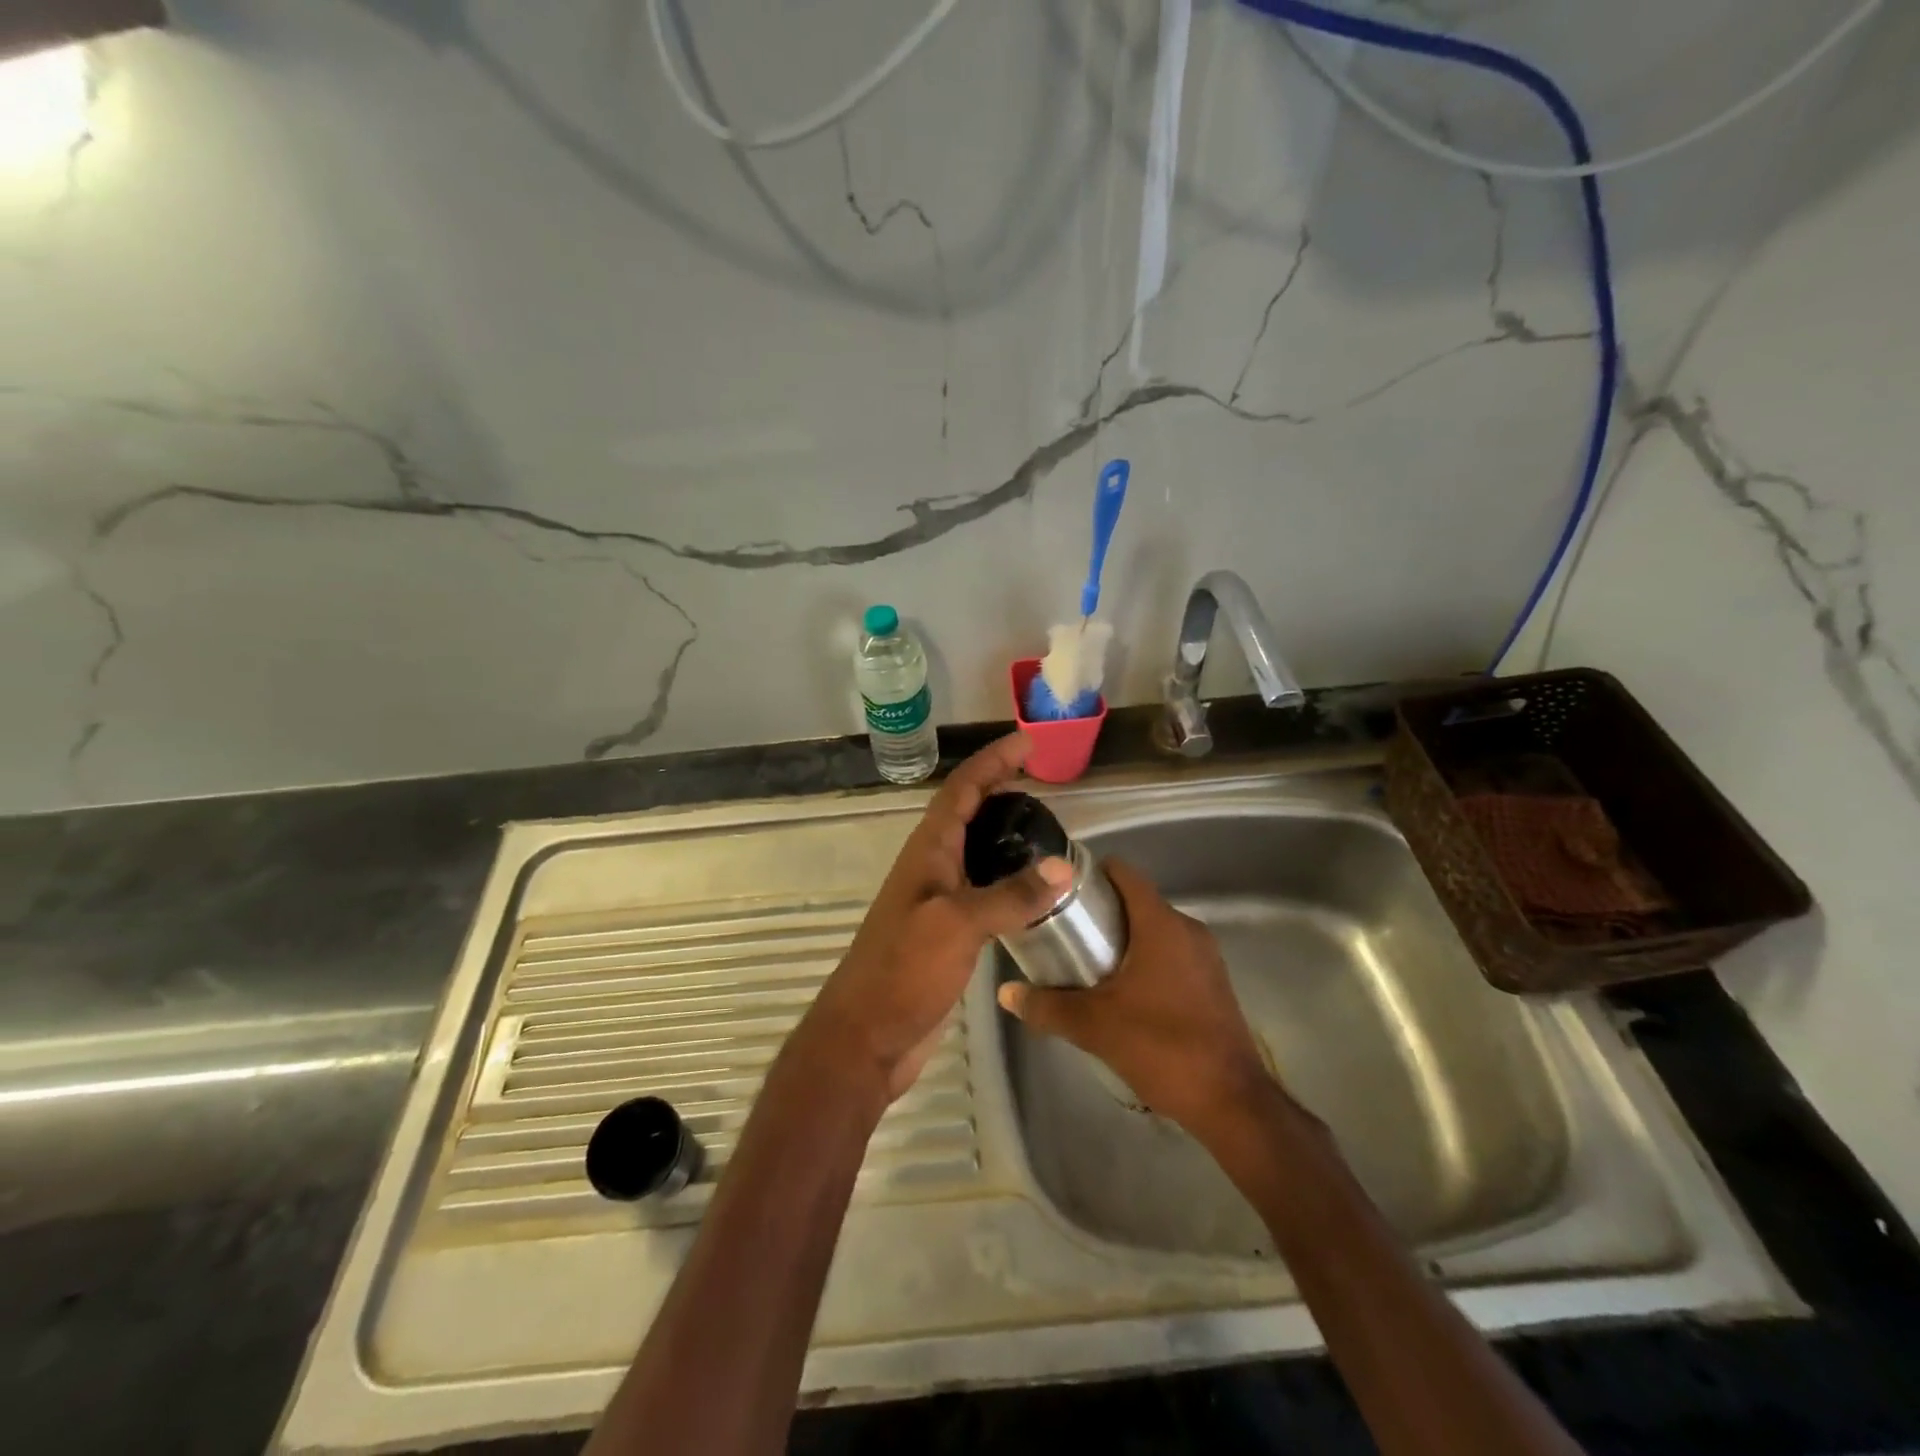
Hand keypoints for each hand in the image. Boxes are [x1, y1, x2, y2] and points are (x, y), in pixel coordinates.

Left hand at [796, 733, 1072, 1104]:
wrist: (866, 1038)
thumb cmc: (903, 972)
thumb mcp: (957, 926)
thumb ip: (1009, 897)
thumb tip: (1061, 868)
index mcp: (927, 853)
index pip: (961, 791)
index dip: (991, 762)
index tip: (1026, 743)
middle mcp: (931, 868)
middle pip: (966, 814)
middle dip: (998, 788)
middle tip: (1041, 781)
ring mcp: (937, 901)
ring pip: (974, 851)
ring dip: (1003, 832)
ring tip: (1044, 827)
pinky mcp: (947, 934)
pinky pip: (981, 890)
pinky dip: (1006, 878)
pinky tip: (1031, 890)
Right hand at [996, 858, 1275, 1135]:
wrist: (1230, 1101)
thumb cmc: (1161, 1046)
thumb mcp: (1094, 1025)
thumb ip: (1047, 1005)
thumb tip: (1006, 993)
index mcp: (1161, 924)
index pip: (1125, 874)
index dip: (1092, 874)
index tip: (1060, 889)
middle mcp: (1187, 929)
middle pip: (1137, 902)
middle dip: (1101, 912)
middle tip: (1063, 931)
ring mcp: (1205, 957)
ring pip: (1155, 930)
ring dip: (1123, 939)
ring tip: (1085, 962)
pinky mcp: (1213, 983)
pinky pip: (1172, 954)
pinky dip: (1145, 960)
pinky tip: (1122, 991)